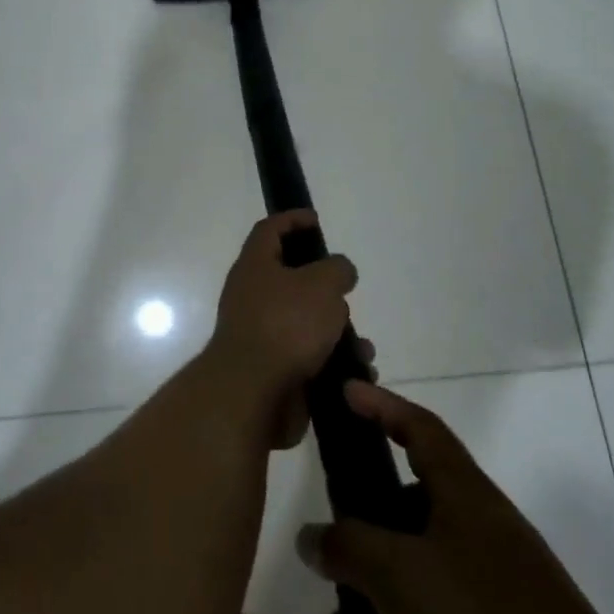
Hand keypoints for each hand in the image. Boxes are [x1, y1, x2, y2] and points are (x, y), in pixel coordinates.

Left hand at [201, 210, 362, 448]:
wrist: (254, 393)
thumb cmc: (286, 324)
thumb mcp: (322, 284)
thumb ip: (337, 269)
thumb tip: (338, 272)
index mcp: (255, 266)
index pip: (269, 230)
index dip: (291, 219)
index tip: (315, 221)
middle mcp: (252, 296)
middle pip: (290, 279)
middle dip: (323, 285)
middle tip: (345, 290)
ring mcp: (261, 334)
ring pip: (304, 322)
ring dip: (335, 330)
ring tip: (361, 344)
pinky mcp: (273, 369)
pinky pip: (309, 357)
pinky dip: (333, 361)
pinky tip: (356, 371)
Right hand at [296, 382, 602, 613]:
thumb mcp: (400, 579)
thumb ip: (348, 547)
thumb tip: (311, 536)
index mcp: (467, 496)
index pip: (420, 427)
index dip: (382, 404)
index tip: (347, 390)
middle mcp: (485, 531)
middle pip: (412, 504)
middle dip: (364, 525)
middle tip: (328, 548)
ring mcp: (500, 586)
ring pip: (419, 567)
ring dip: (375, 592)